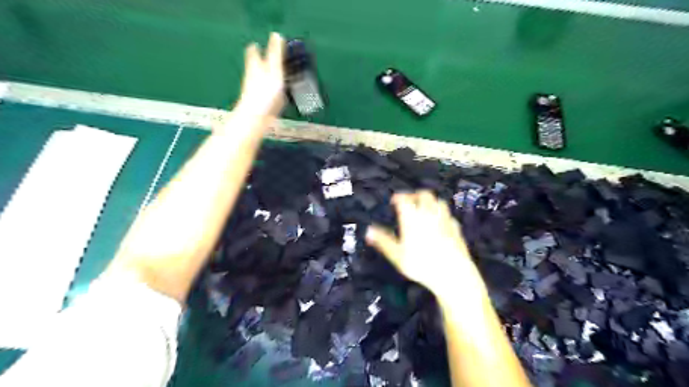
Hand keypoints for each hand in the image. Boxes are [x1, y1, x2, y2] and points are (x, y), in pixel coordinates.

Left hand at [237, 31, 284, 117]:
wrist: (255, 119)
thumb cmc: (264, 94)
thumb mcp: (274, 71)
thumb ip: (275, 54)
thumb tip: (276, 35)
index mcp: (255, 67)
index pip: (253, 53)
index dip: (255, 49)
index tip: (257, 44)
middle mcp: (253, 78)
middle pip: (255, 67)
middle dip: (261, 63)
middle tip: (267, 60)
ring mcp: (256, 93)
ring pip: (261, 81)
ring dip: (267, 79)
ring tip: (275, 77)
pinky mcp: (261, 105)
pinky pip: (267, 95)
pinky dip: (271, 93)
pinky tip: (277, 97)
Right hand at [366, 191, 483, 296]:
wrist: (452, 273)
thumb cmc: (421, 265)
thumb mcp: (397, 255)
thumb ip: (383, 241)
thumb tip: (368, 231)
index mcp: (412, 218)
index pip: (405, 199)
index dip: (398, 197)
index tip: (394, 200)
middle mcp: (429, 214)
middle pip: (424, 195)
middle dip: (415, 195)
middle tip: (408, 202)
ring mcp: (445, 220)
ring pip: (439, 201)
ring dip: (430, 201)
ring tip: (424, 208)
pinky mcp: (456, 228)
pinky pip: (448, 215)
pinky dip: (442, 214)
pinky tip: (440, 222)